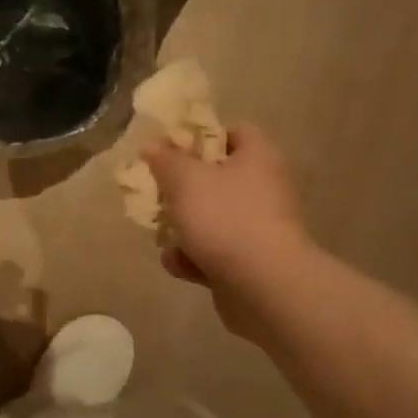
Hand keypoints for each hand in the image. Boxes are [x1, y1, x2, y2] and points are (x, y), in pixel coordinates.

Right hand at [143, 123, 310, 333]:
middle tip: (155, 192)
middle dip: (181, 188)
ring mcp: (258, 227)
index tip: (170, 149)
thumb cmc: (226, 218)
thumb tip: (152, 144)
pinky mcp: (250, 261)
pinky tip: (179, 265)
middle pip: (216, 177)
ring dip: (182, 227)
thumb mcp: (186, 180)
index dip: (200, 136)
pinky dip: (194, 258)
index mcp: (258, 157)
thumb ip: (166, 160)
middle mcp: (264, 188)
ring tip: (161, 235)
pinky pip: (214, 251)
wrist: (264, 286)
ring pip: (211, 217)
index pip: (233, 131)